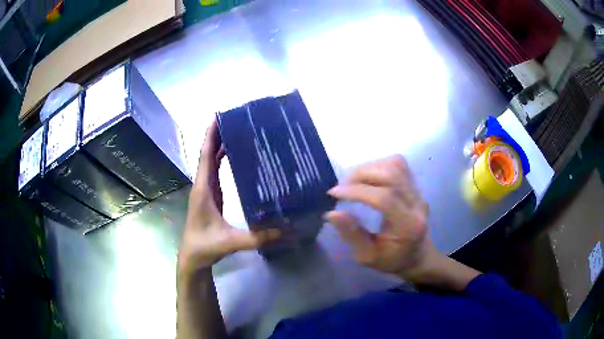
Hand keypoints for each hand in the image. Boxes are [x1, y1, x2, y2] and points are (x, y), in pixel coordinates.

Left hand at [178, 121, 279, 276]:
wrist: (192, 257)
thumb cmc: (205, 246)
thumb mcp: (232, 242)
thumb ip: (258, 237)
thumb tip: (287, 229)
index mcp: (204, 190)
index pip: (205, 157)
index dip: (210, 137)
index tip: (217, 118)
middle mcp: (203, 185)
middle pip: (208, 154)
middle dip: (217, 135)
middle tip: (233, 118)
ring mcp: (206, 190)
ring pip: (210, 162)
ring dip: (219, 145)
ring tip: (235, 130)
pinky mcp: (211, 196)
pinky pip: (215, 172)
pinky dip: (221, 159)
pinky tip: (232, 154)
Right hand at [326, 155, 437, 280]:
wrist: (418, 255)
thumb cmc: (391, 260)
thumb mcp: (367, 256)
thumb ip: (352, 234)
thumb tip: (332, 213)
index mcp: (407, 226)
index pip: (385, 198)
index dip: (357, 191)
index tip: (334, 194)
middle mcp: (416, 204)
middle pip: (391, 174)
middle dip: (361, 175)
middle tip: (342, 187)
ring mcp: (418, 192)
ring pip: (395, 165)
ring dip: (369, 168)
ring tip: (353, 182)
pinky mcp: (416, 185)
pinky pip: (398, 165)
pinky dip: (378, 166)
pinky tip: (368, 178)